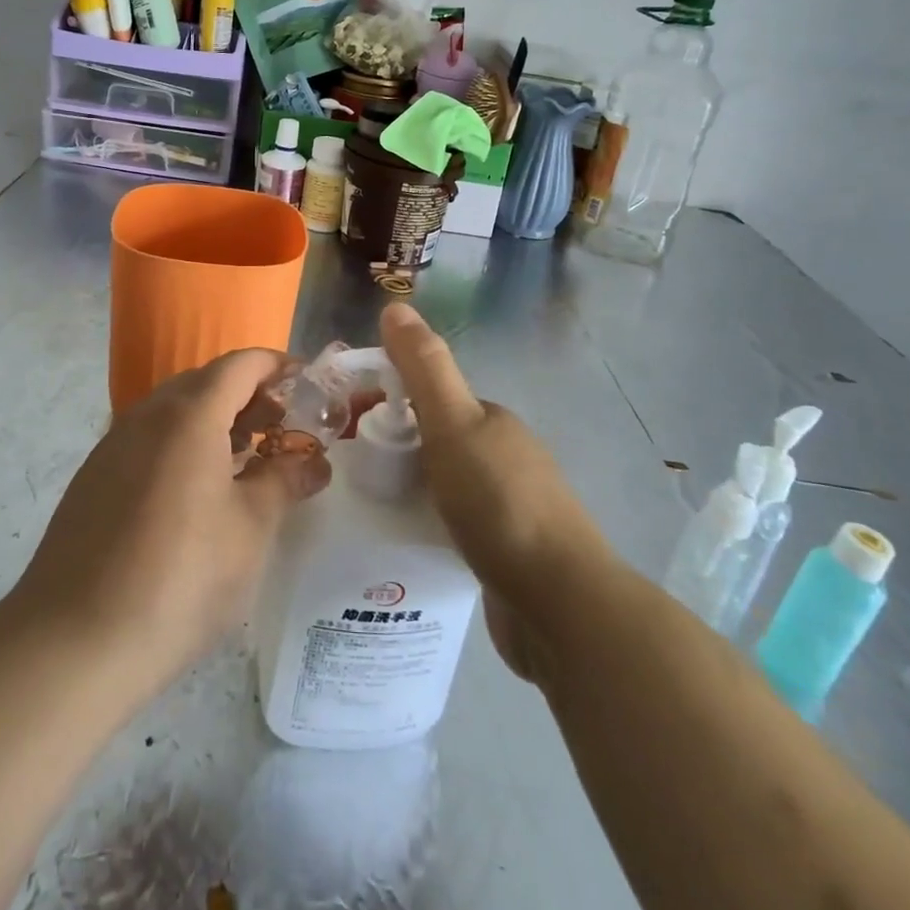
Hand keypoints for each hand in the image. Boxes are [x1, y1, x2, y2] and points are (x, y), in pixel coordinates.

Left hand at [11, 350, 329, 701]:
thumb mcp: (250, 529)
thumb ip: (285, 481)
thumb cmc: (181, 577)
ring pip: (175, 412)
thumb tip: (314, 462)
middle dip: (250, 397)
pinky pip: (149, 440)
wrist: (74, 643)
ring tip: (247, 461)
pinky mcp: (94, 478)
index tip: (309, 385)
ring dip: (216, 422)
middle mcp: (147, 415)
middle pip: (206, 383)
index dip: (278, 366)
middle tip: (284, 430)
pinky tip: (198, 493)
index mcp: (190, 415)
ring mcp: (113, 445)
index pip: (241, 364)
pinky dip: (183, 445)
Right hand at [380, 302, 609, 682]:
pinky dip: (428, 525)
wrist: (561, 604)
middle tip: (352, 474)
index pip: (431, 398)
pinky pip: (455, 525)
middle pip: (436, 440)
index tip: (348, 424)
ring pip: (445, 484)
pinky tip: (405, 545)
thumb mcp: (453, 424)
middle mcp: (504, 456)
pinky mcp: (507, 552)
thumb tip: (395, 306)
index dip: (388, 401)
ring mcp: (510, 506)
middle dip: (396, 449)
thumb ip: (424, 368)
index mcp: (492, 421)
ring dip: (410, 490)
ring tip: (369, 510)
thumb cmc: (500, 503)